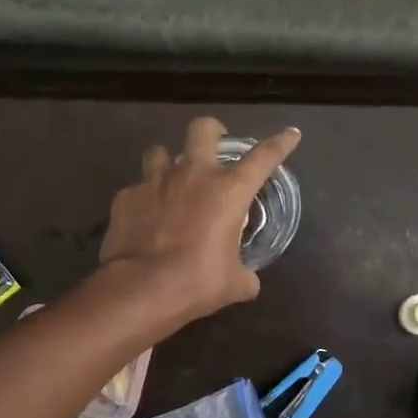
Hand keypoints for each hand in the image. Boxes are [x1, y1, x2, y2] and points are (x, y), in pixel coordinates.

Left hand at [99, 116, 299, 327]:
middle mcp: (193, 175)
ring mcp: (155, 182)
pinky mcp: (126, 197)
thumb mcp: (234, 284)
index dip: (281, 143)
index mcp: (228, 191)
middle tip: (214, 145)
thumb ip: (245, 275)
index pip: (263, 157)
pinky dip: (143, 199)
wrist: (141, 289)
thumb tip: (247, 281)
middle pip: (203, 129)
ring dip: (168, 162)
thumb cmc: (198, 282)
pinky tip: (145, 217)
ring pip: (159, 151)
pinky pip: (136, 189)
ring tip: (171, 181)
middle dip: (212, 131)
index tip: (291, 134)